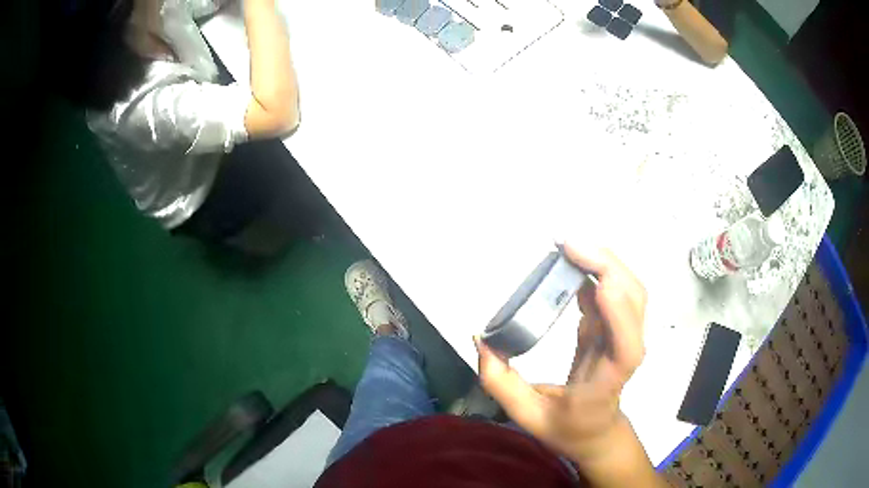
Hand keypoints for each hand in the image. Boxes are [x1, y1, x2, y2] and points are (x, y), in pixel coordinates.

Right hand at [475, 245, 646, 463]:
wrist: (597, 431)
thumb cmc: (568, 428)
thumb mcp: (528, 417)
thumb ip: (502, 384)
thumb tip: (482, 340)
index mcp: (607, 381)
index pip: (626, 348)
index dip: (618, 313)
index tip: (595, 284)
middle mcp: (625, 351)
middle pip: (633, 300)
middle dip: (607, 266)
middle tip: (566, 245)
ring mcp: (622, 334)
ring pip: (628, 288)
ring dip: (604, 261)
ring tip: (568, 246)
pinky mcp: (614, 325)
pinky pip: (612, 290)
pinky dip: (597, 269)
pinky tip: (572, 260)